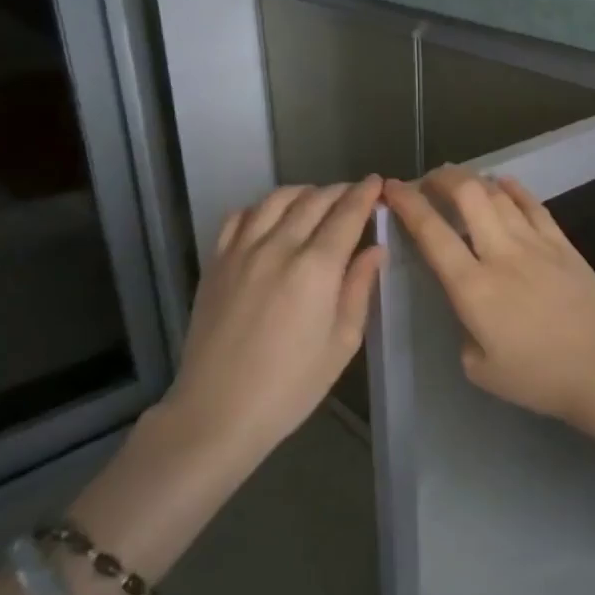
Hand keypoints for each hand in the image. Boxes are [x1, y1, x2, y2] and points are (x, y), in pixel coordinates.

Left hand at [163, 177, 385, 448]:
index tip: (378, 184)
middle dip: (339, 191)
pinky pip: (239, 217)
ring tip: (317, 201)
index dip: (365, 195)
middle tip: (355, 195)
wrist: (218, 410)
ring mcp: (241, 251)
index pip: (346, 214)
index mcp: (316, 268)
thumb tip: (375, 249)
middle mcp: (278, 247)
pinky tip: (271, 219)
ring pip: (275, 200)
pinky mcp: (216, 262)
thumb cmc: (292, 385)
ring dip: (303, 193)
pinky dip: (262, 208)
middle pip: (313, 200)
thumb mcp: (342, 342)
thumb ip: (359, 288)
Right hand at [383, 167, 594, 431]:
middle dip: (440, 179)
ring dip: (472, 180)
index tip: (392, 189)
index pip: (432, 233)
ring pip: (498, 194)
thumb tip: (469, 310)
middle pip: (467, 195)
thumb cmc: (540, 377)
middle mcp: (501, 254)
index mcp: (473, 287)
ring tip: (458, 181)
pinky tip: (502, 184)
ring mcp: (535, 243)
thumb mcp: (480, 369)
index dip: (407, 204)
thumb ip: (464, 331)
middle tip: (427, 183)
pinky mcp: (563, 244)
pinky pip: (533, 204)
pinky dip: (512, 189)